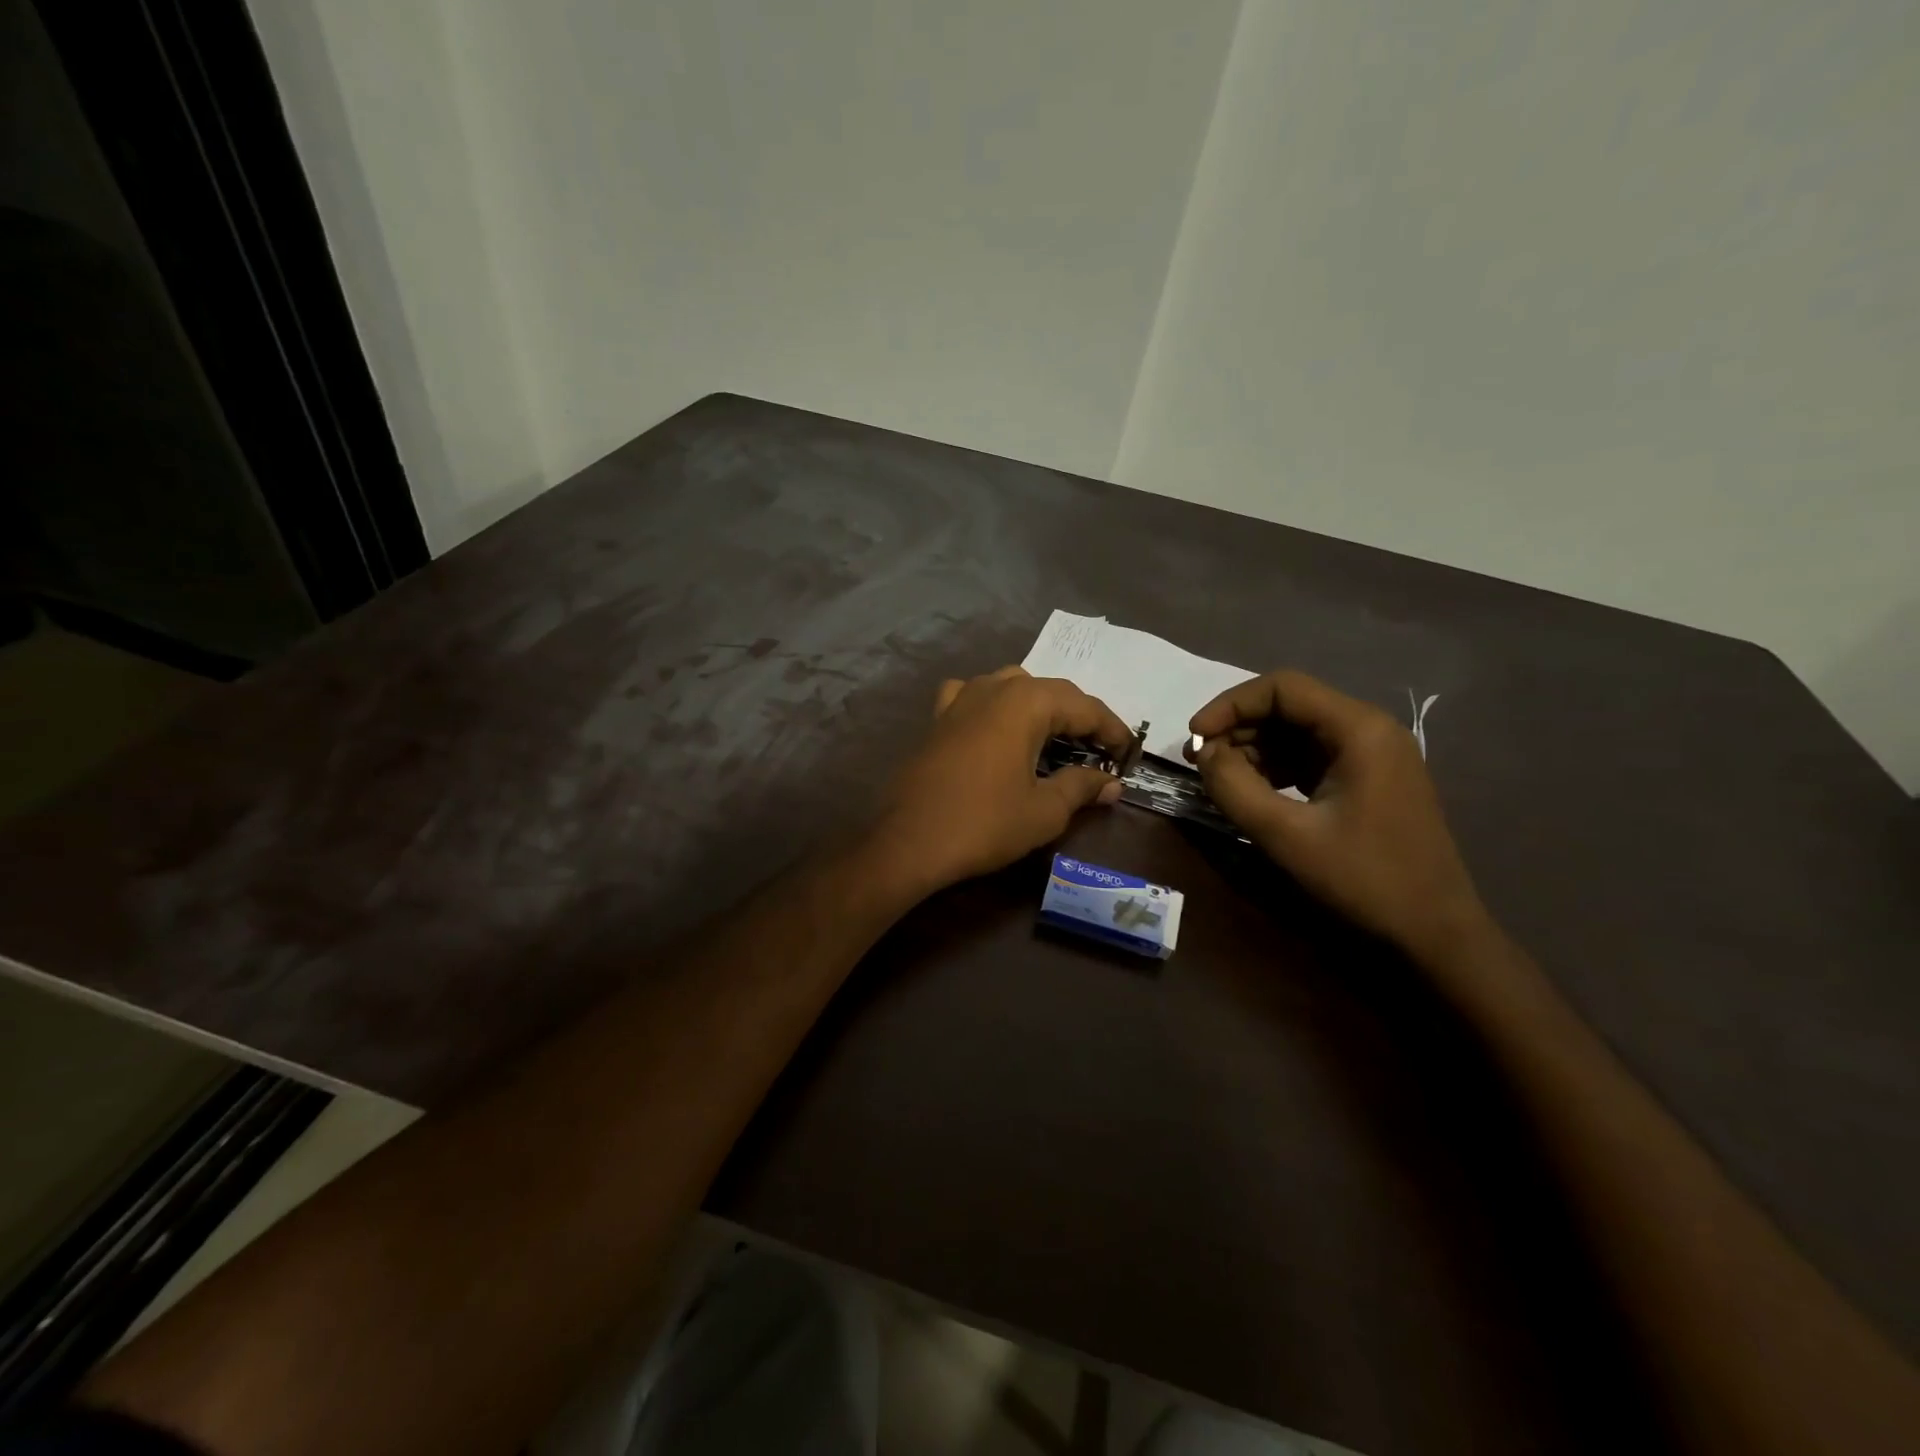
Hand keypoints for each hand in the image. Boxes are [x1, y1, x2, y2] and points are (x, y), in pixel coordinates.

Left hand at [873, 667, 1130, 893]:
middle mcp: (994, 686)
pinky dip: (995, 706)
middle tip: (1100, 751)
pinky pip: (974, 697)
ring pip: (1013, 687)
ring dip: (1040, 708)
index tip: (1129, 754)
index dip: (1112, 730)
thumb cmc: (984, 823)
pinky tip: (996, 725)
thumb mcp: (1044, 810)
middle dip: (1080, 718)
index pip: (1085, 706)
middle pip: (1051, 692)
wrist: (909, 841)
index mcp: (1027, 701)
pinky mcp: (938, 717)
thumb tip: (1111, 783)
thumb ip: (1082, 787)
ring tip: (1056, 738)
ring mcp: (961, 698)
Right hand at [1187, 670, 1487, 958]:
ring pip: (1296, 731)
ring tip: (1220, 780)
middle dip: (1239, 728)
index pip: (1282, 688)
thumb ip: (1234, 787)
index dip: (1230, 704)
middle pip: (1289, 706)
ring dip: (1253, 748)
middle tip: (1201, 762)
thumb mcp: (1286, 835)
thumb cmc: (1363, 879)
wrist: (1434, 933)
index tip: (1194, 736)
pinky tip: (1253, 791)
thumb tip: (1202, 753)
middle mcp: (1369, 729)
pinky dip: (1275, 767)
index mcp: (1359, 729)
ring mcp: (1372, 754)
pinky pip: (1310, 756)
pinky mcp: (1367, 779)